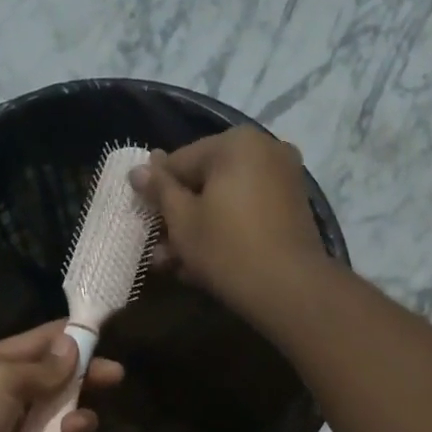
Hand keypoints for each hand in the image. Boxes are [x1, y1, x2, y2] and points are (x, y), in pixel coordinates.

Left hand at [0, 321, 123, 431]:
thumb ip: (42, 367)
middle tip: (114, 379)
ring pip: (64, 425)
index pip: (41, 342)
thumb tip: (72, 345)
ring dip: (77, 425)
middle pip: (59, 384)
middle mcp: (8, 398)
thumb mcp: (2, 380)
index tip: (107, 336)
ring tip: (73, 431)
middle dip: (86, 382)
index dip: (74, 338)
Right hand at [129, 127, 330, 322]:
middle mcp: (265, 150)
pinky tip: (202, 264)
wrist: (288, 288)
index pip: (180, 161)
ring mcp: (283, 180)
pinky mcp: (292, 210)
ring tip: (174, 264)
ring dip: (198, 230)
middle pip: (206, 181)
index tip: (143, 217)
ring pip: (226, 201)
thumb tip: (138, 169)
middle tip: (158, 249)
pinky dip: (225, 232)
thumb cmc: (226, 248)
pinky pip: (247, 213)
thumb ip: (159, 190)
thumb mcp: (182, 220)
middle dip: (179, 216)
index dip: (156, 191)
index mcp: (236, 143)